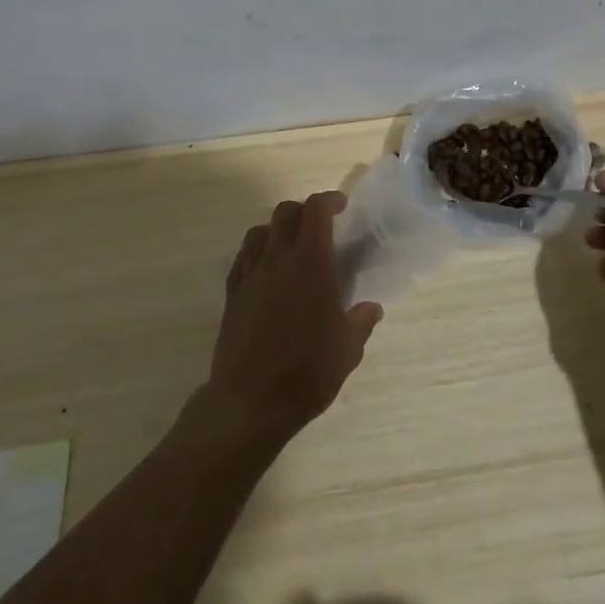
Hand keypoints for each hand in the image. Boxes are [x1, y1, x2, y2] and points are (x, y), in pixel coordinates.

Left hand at [199, 191, 383, 447]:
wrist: (249, 402)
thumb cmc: (306, 371)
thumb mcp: (347, 350)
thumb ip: (361, 322)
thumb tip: (371, 308)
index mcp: (311, 262)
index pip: (316, 210)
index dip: (329, 201)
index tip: (341, 207)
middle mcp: (278, 258)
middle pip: (286, 212)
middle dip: (304, 210)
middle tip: (319, 226)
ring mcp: (251, 274)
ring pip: (260, 230)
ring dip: (277, 229)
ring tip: (290, 246)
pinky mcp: (232, 293)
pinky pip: (243, 257)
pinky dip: (256, 252)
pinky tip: (265, 270)